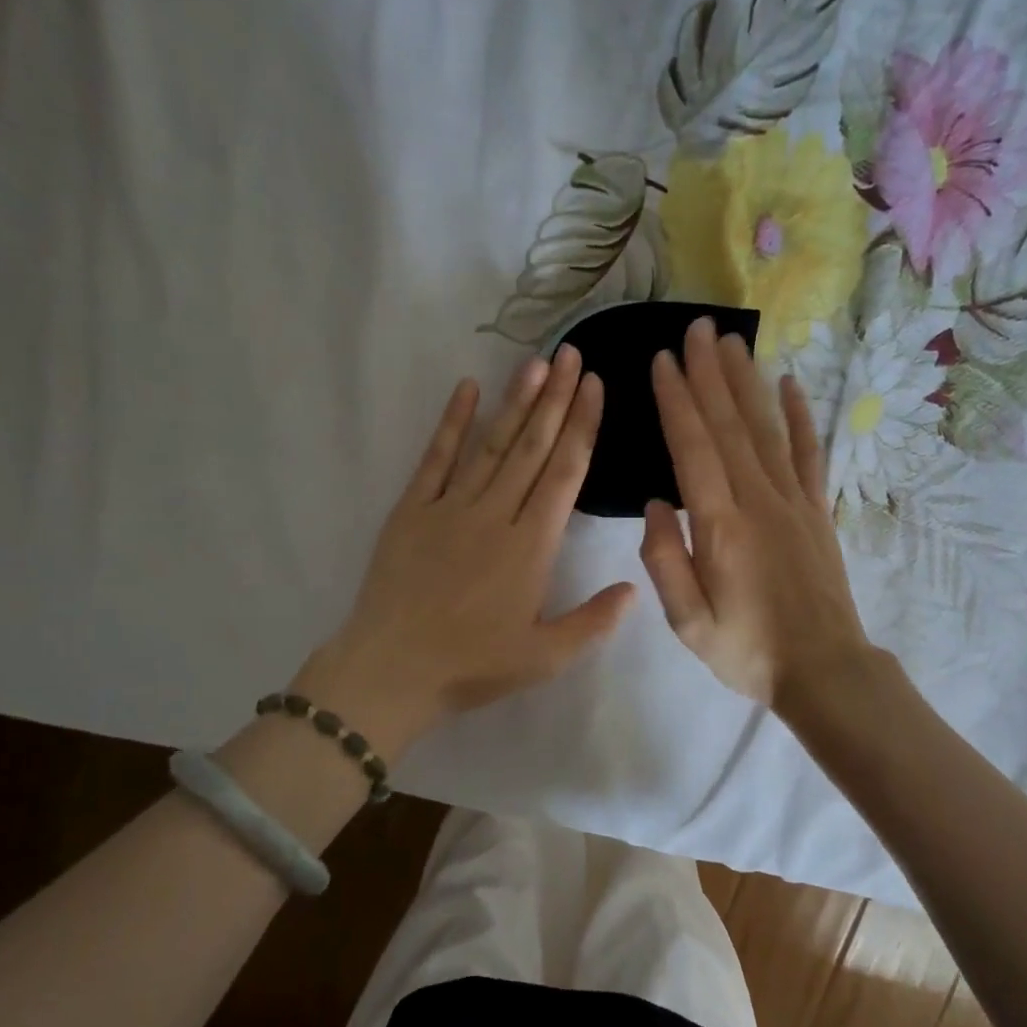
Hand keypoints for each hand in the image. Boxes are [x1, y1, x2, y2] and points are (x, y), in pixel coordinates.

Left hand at [299, 345, 634, 752]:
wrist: (391, 671)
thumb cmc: (472, 666)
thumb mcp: (545, 658)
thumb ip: (593, 622)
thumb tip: (635, 587)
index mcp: (531, 547)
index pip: (564, 474)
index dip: (582, 427)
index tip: (596, 388)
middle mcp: (495, 514)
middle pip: (532, 447)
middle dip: (556, 399)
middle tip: (573, 355)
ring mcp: (450, 507)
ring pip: (491, 444)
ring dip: (516, 402)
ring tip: (537, 363)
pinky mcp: (411, 510)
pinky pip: (435, 458)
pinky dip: (451, 423)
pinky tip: (467, 389)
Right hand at [641, 317, 872, 708]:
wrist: (824, 669)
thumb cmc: (748, 651)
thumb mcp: (689, 622)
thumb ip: (665, 561)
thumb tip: (657, 502)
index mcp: (721, 526)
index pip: (694, 448)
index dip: (677, 401)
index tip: (663, 361)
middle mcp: (759, 500)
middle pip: (730, 425)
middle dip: (710, 374)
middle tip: (697, 328)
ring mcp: (794, 502)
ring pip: (766, 429)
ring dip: (747, 383)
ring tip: (732, 342)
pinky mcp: (817, 512)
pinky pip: (808, 454)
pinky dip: (799, 417)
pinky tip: (791, 385)